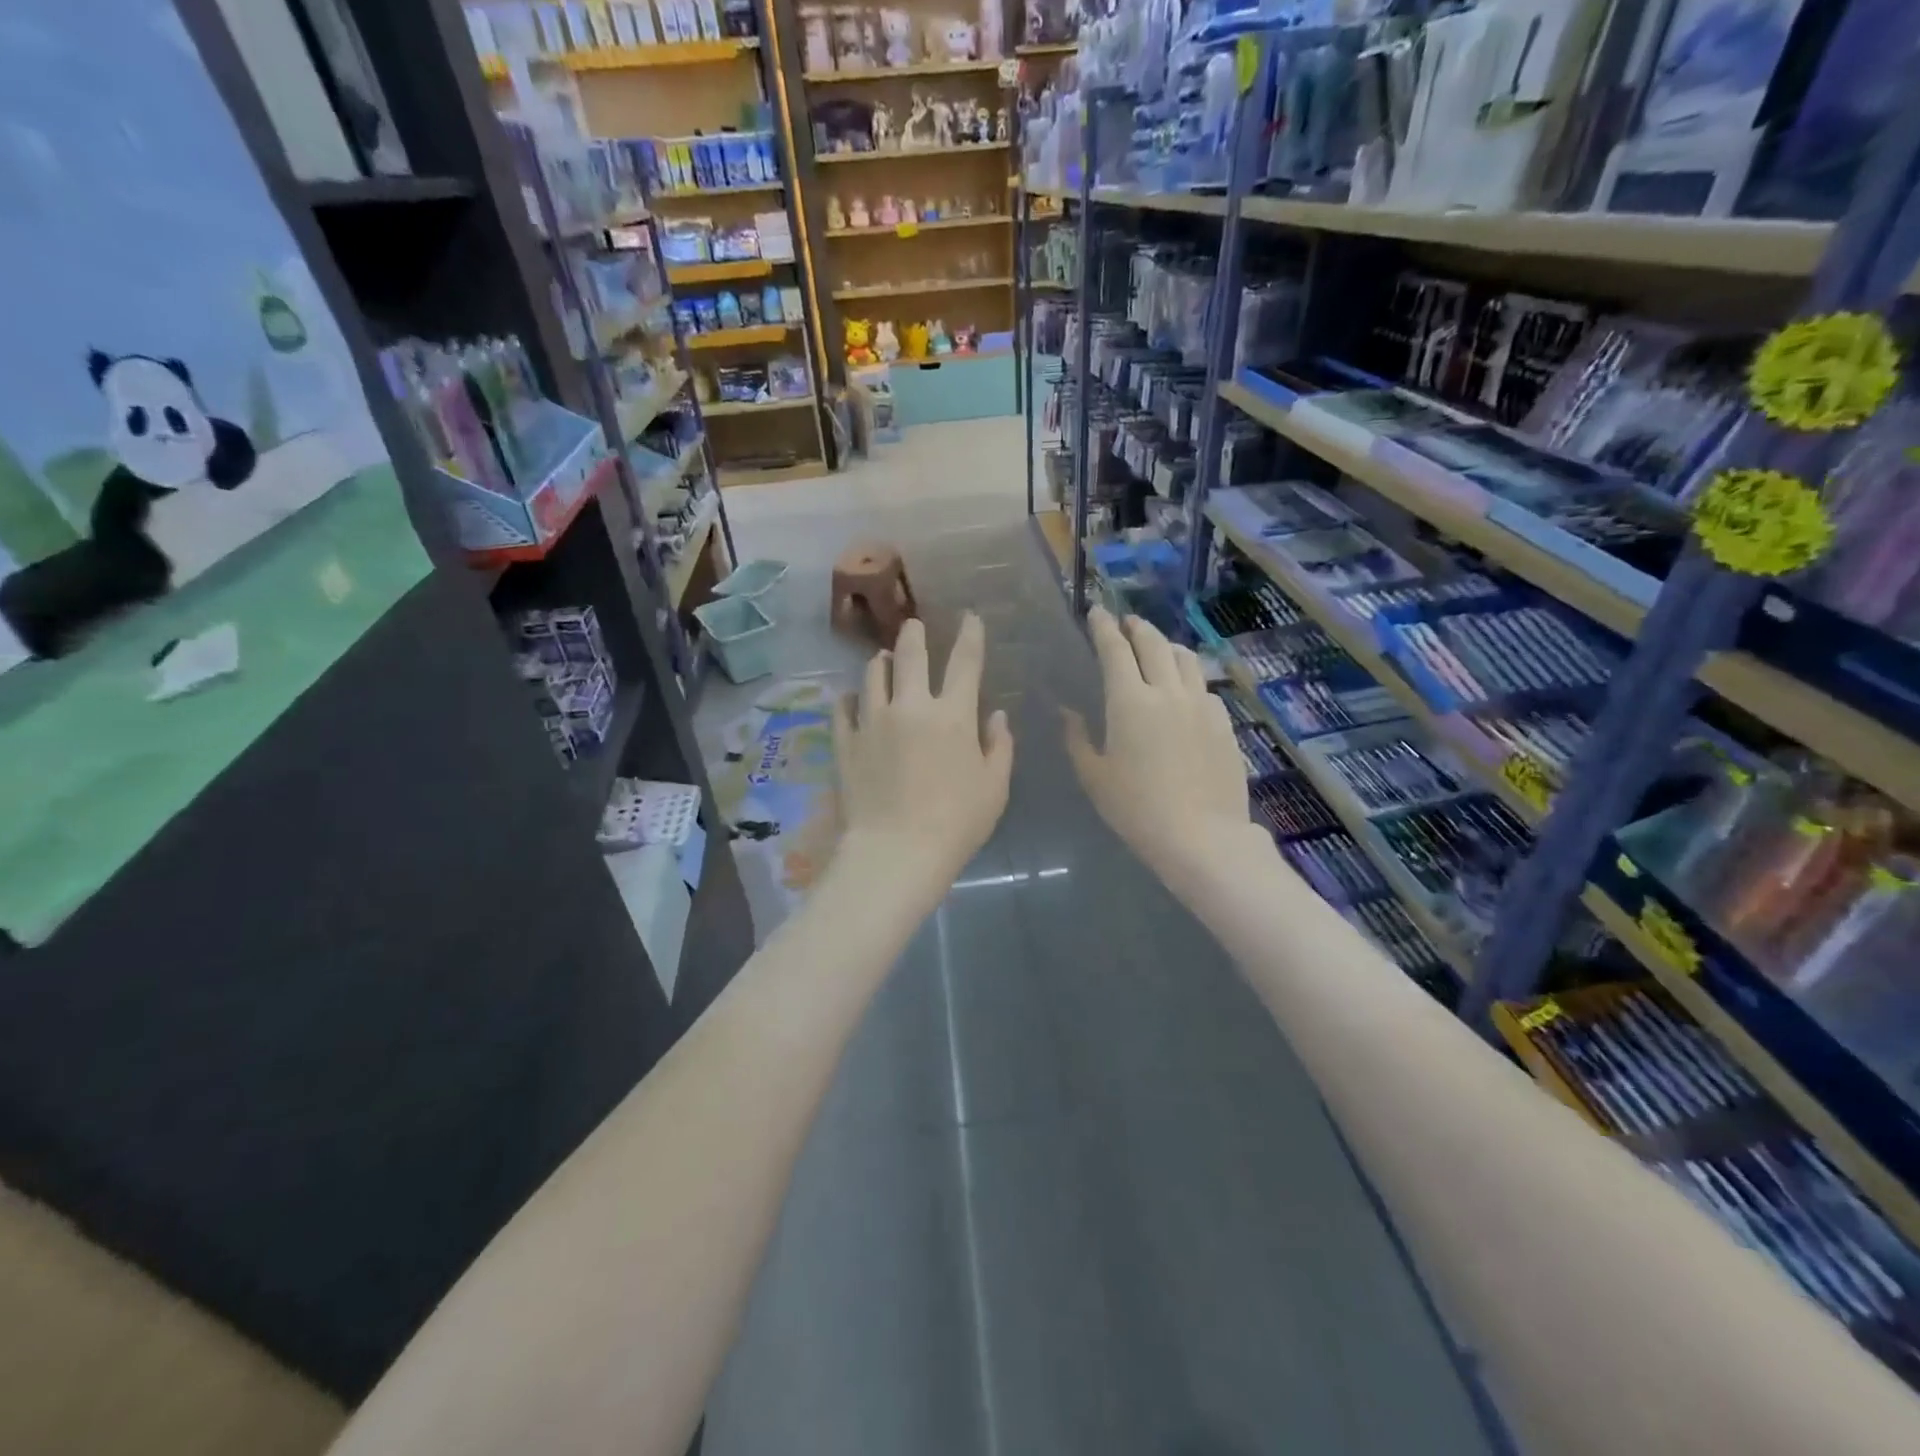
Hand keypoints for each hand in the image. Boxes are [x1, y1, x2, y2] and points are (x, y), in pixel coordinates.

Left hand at [833, 614, 1012, 905]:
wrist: (895, 852)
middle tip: (913, 624)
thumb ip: (999, 747)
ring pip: (873, 675)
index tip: (970, 617)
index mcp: (953, 715)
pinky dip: (850, 697)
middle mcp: (910, 706)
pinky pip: (843, 708)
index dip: (970, 635)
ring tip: (883, 659)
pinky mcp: (845, 742)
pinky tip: (852, 697)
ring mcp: (873, 721)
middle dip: (914, 634)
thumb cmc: (956, 823)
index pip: (965, 663)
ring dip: (881, 662)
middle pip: (911, 656)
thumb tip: (996, 715)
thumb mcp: (994, 788)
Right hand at [1065, 608, 1267, 887]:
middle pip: (1153, 643)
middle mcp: (1167, 691)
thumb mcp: (1095, 777)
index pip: (1114, 649)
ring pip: (1185, 658)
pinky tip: (1185, 690)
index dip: (1103, 626)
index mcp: (1129, 701)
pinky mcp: (1223, 722)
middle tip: (1126, 622)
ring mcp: (1201, 705)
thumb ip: (1077, 738)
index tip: (1096, 611)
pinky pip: (1204, 686)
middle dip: (1136, 627)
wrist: (1201, 836)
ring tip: (1157, 648)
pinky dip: (1189, 677)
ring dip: (1166, 645)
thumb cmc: (1136, 809)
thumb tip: (1066, 711)